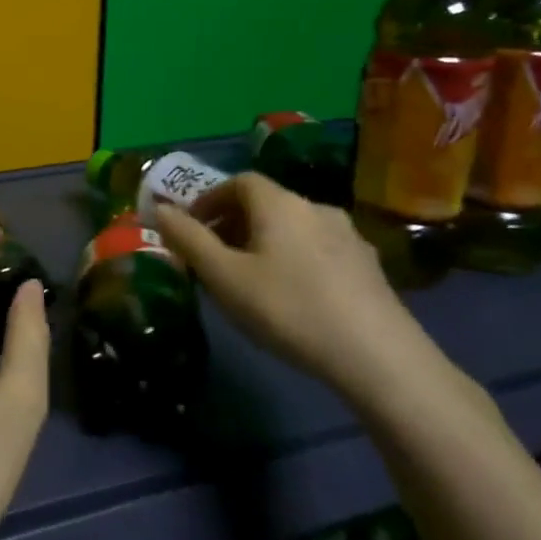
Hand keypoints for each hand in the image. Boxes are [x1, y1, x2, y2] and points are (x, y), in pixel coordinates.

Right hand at [155, 172, 448, 406]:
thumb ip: (188, 239)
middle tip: (213, 257)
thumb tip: (160, 209)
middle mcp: (316, 208)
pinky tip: (293, 296)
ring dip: (264, 242)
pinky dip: (294, 259)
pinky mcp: (370, 267)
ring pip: (293, 227)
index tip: (191, 227)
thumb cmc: (289, 309)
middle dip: (233, 223)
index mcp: (279, 203)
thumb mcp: (224, 277)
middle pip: (266, 203)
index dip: (210, 198)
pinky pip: (318, 249)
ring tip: (250, 279)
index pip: (238, 181)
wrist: (380, 358)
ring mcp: (349, 236)